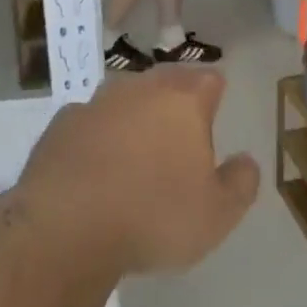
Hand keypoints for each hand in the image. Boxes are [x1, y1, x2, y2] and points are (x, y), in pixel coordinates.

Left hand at [18, 68, 259, 274]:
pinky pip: (89, 122)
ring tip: (138, 148)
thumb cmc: (153, 216)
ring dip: (134, 114)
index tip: (215, 111)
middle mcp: (140, 89)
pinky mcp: (60, 124)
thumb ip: (240, 183)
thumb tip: (246, 160)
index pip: (210, 79)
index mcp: (184, 102)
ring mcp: (96, 103)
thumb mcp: (217, 215)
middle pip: (166, 80)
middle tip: (181, 129)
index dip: (215, 93)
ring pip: (125, 97)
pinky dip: (97, 135)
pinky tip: (94, 164)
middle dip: (176, 98)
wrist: (65, 227)